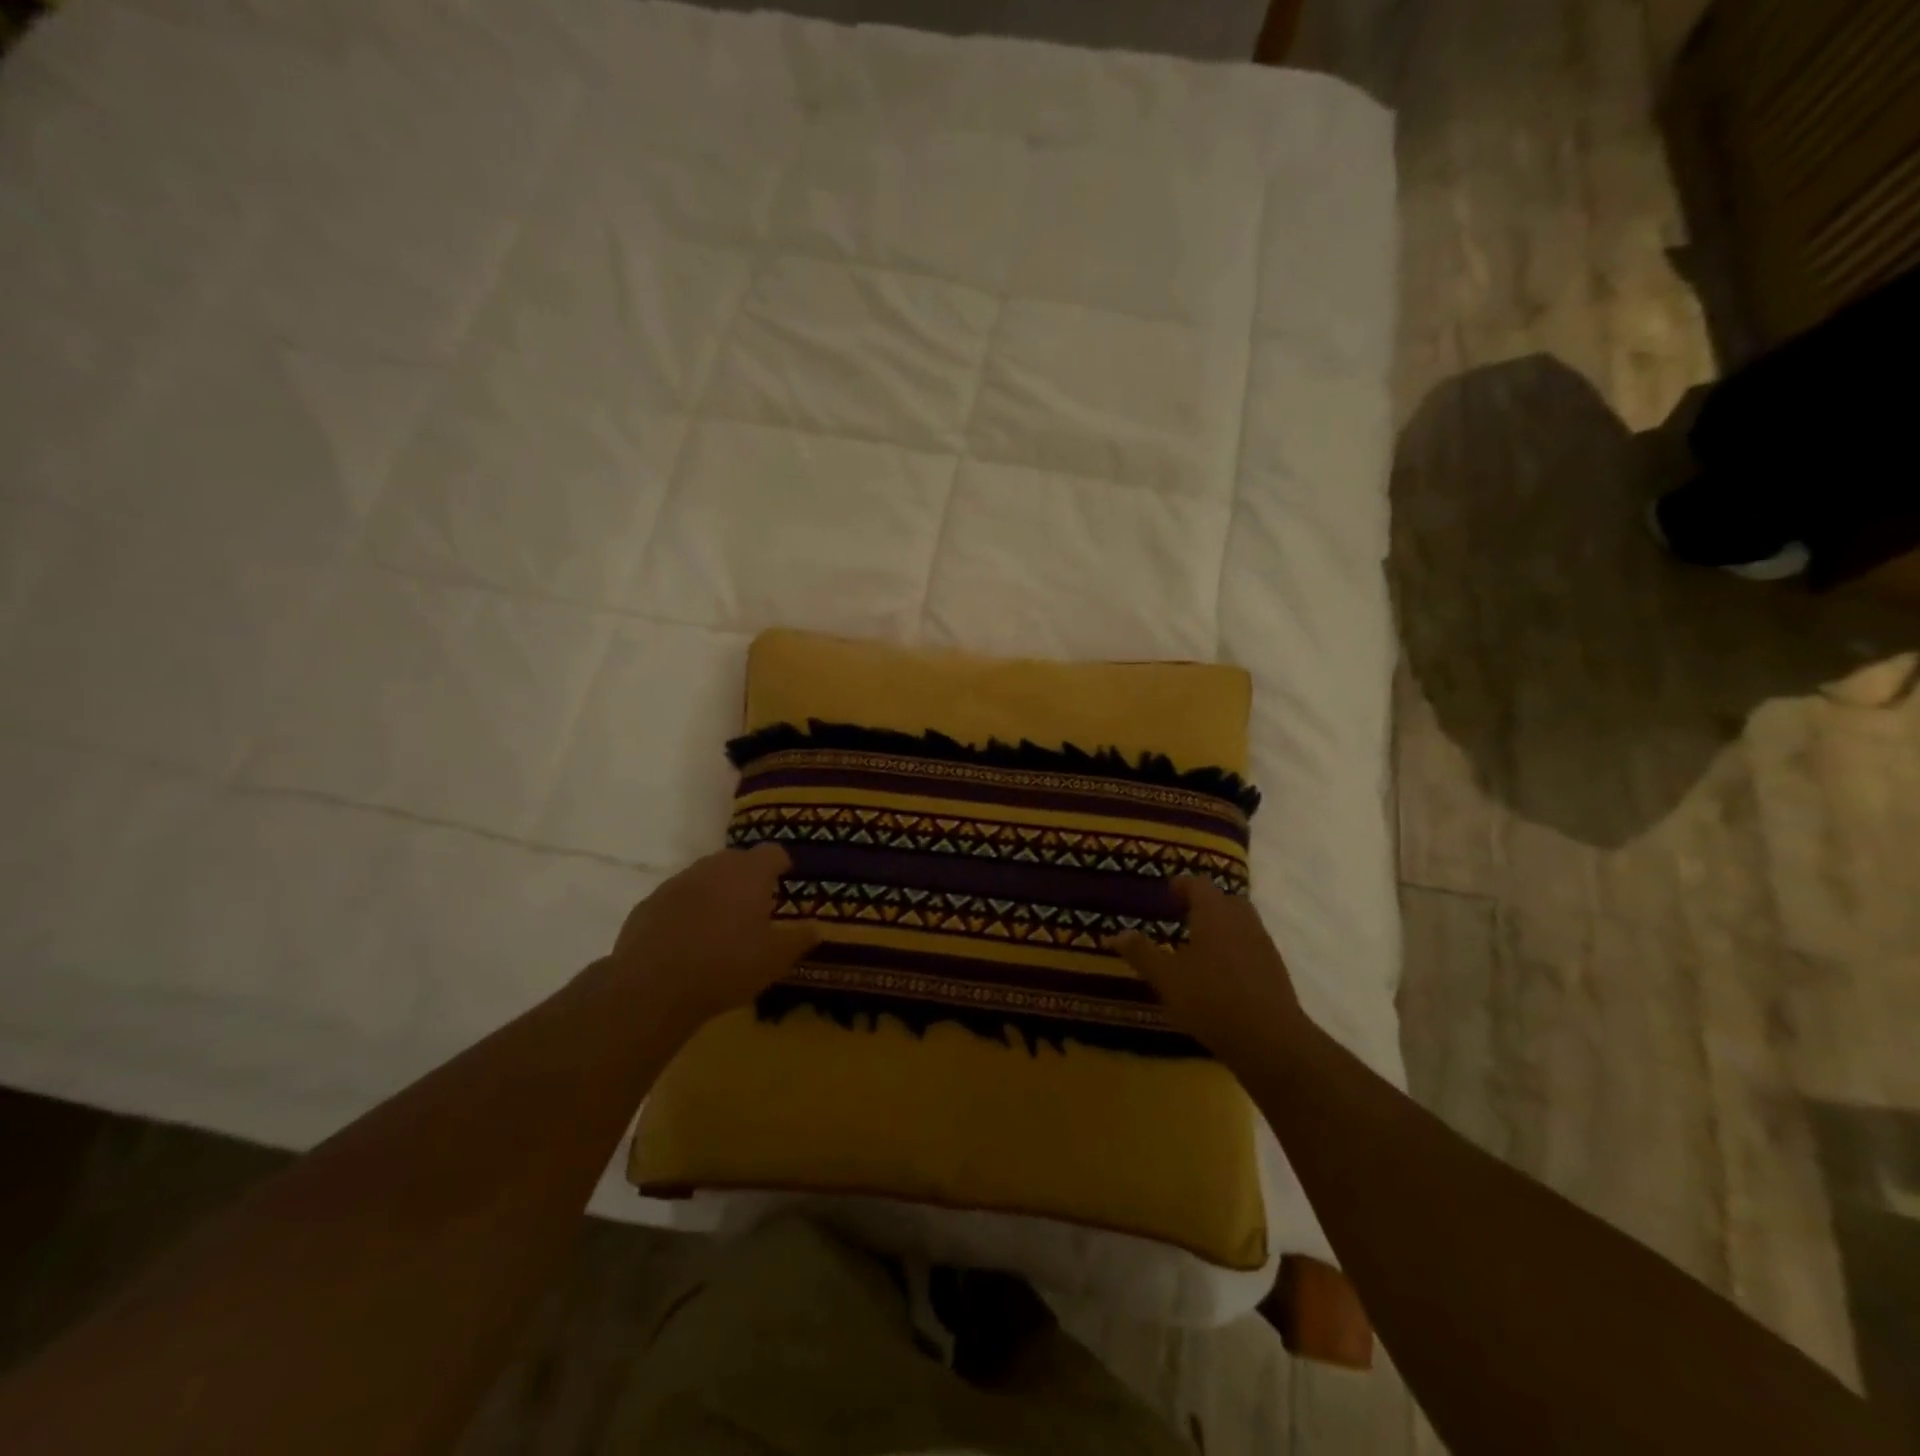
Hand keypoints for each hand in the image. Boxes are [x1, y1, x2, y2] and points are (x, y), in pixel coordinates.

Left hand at [609, 844, 820, 1032]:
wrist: (652, 987)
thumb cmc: (727, 965)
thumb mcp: (775, 959)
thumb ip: (799, 939)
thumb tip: (816, 927)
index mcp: (749, 873)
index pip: (772, 852)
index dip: (781, 863)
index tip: (786, 877)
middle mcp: (713, 867)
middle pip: (736, 860)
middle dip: (748, 876)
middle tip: (756, 904)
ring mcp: (677, 882)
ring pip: (704, 877)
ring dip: (716, 892)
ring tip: (722, 923)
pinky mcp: (648, 904)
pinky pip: (676, 899)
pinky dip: (687, 910)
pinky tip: (687, 939)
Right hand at [1108, 876, 1305, 1062]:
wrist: (1270, 1040)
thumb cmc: (1210, 1000)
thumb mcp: (1166, 978)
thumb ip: (1141, 953)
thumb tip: (1116, 933)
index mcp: (1214, 914)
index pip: (1199, 885)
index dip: (1182, 885)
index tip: (1168, 893)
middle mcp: (1242, 921)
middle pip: (1225, 900)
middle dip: (1205, 904)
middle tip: (1183, 917)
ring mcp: (1263, 944)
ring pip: (1241, 923)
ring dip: (1222, 927)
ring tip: (1200, 947)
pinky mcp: (1276, 970)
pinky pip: (1252, 946)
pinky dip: (1236, 949)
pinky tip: (1222, 974)